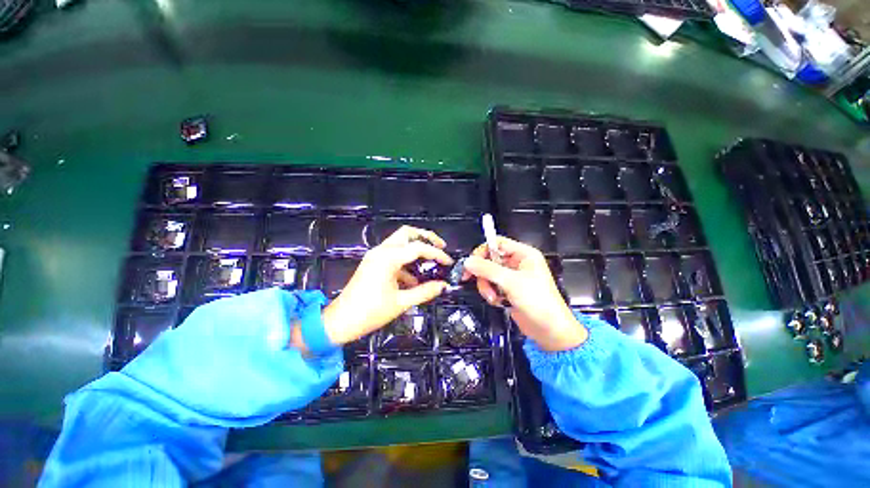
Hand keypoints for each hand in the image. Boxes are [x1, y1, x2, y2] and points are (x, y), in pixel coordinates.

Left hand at [299, 226, 452, 348]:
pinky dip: (406, 261)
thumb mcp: (401, 303)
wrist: (340, 321)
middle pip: (407, 233)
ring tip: (431, 262)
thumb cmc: (370, 313)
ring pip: (400, 242)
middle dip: (426, 237)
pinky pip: (394, 255)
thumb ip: (424, 291)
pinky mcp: (373, 262)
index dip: (437, 254)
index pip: (418, 248)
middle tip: (440, 246)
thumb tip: (443, 286)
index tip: (449, 262)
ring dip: (416, 248)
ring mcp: (376, 255)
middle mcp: (381, 251)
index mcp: (388, 258)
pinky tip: (415, 279)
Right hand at [463, 237, 586, 351]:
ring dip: (487, 286)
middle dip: (483, 273)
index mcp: (524, 254)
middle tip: (476, 280)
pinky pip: (491, 286)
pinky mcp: (508, 290)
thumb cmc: (539, 302)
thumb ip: (487, 269)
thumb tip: (469, 261)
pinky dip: (491, 294)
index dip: (483, 251)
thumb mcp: (511, 282)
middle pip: (490, 260)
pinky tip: (498, 301)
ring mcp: (512, 277)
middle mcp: (517, 263)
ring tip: (494, 297)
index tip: (472, 262)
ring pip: (488, 274)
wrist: (548, 330)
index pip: (497, 243)